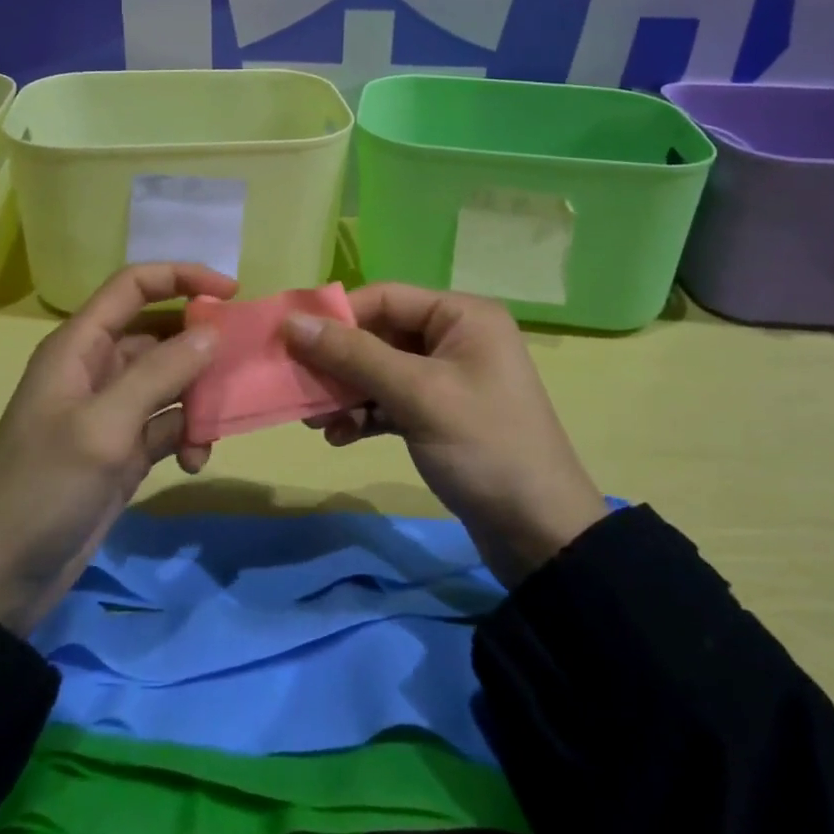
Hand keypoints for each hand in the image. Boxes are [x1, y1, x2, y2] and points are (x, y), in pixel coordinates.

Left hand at [0, 262, 235, 634]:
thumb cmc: (44, 487)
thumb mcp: (104, 425)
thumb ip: (161, 372)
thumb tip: (213, 331)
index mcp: (81, 345)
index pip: (135, 286)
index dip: (182, 277)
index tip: (232, 292)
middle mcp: (98, 368)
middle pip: (161, 333)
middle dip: (202, 344)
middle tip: (242, 363)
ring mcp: (113, 410)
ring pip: (172, 380)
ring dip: (199, 397)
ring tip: (217, 426)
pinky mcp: (125, 449)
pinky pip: (169, 423)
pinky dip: (188, 434)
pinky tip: (195, 462)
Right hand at [284, 285, 604, 586]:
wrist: (541, 536)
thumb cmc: (484, 447)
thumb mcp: (417, 395)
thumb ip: (353, 355)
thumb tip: (292, 322)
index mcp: (462, 315)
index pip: (386, 298)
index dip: (338, 317)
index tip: (292, 342)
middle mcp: (455, 337)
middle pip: (379, 334)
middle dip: (338, 362)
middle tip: (299, 388)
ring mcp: (448, 378)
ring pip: (380, 370)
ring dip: (347, 392)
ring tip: (316, 421)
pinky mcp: (440, 414)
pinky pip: (391, 400)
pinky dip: (365, 414)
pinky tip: (341, 436)